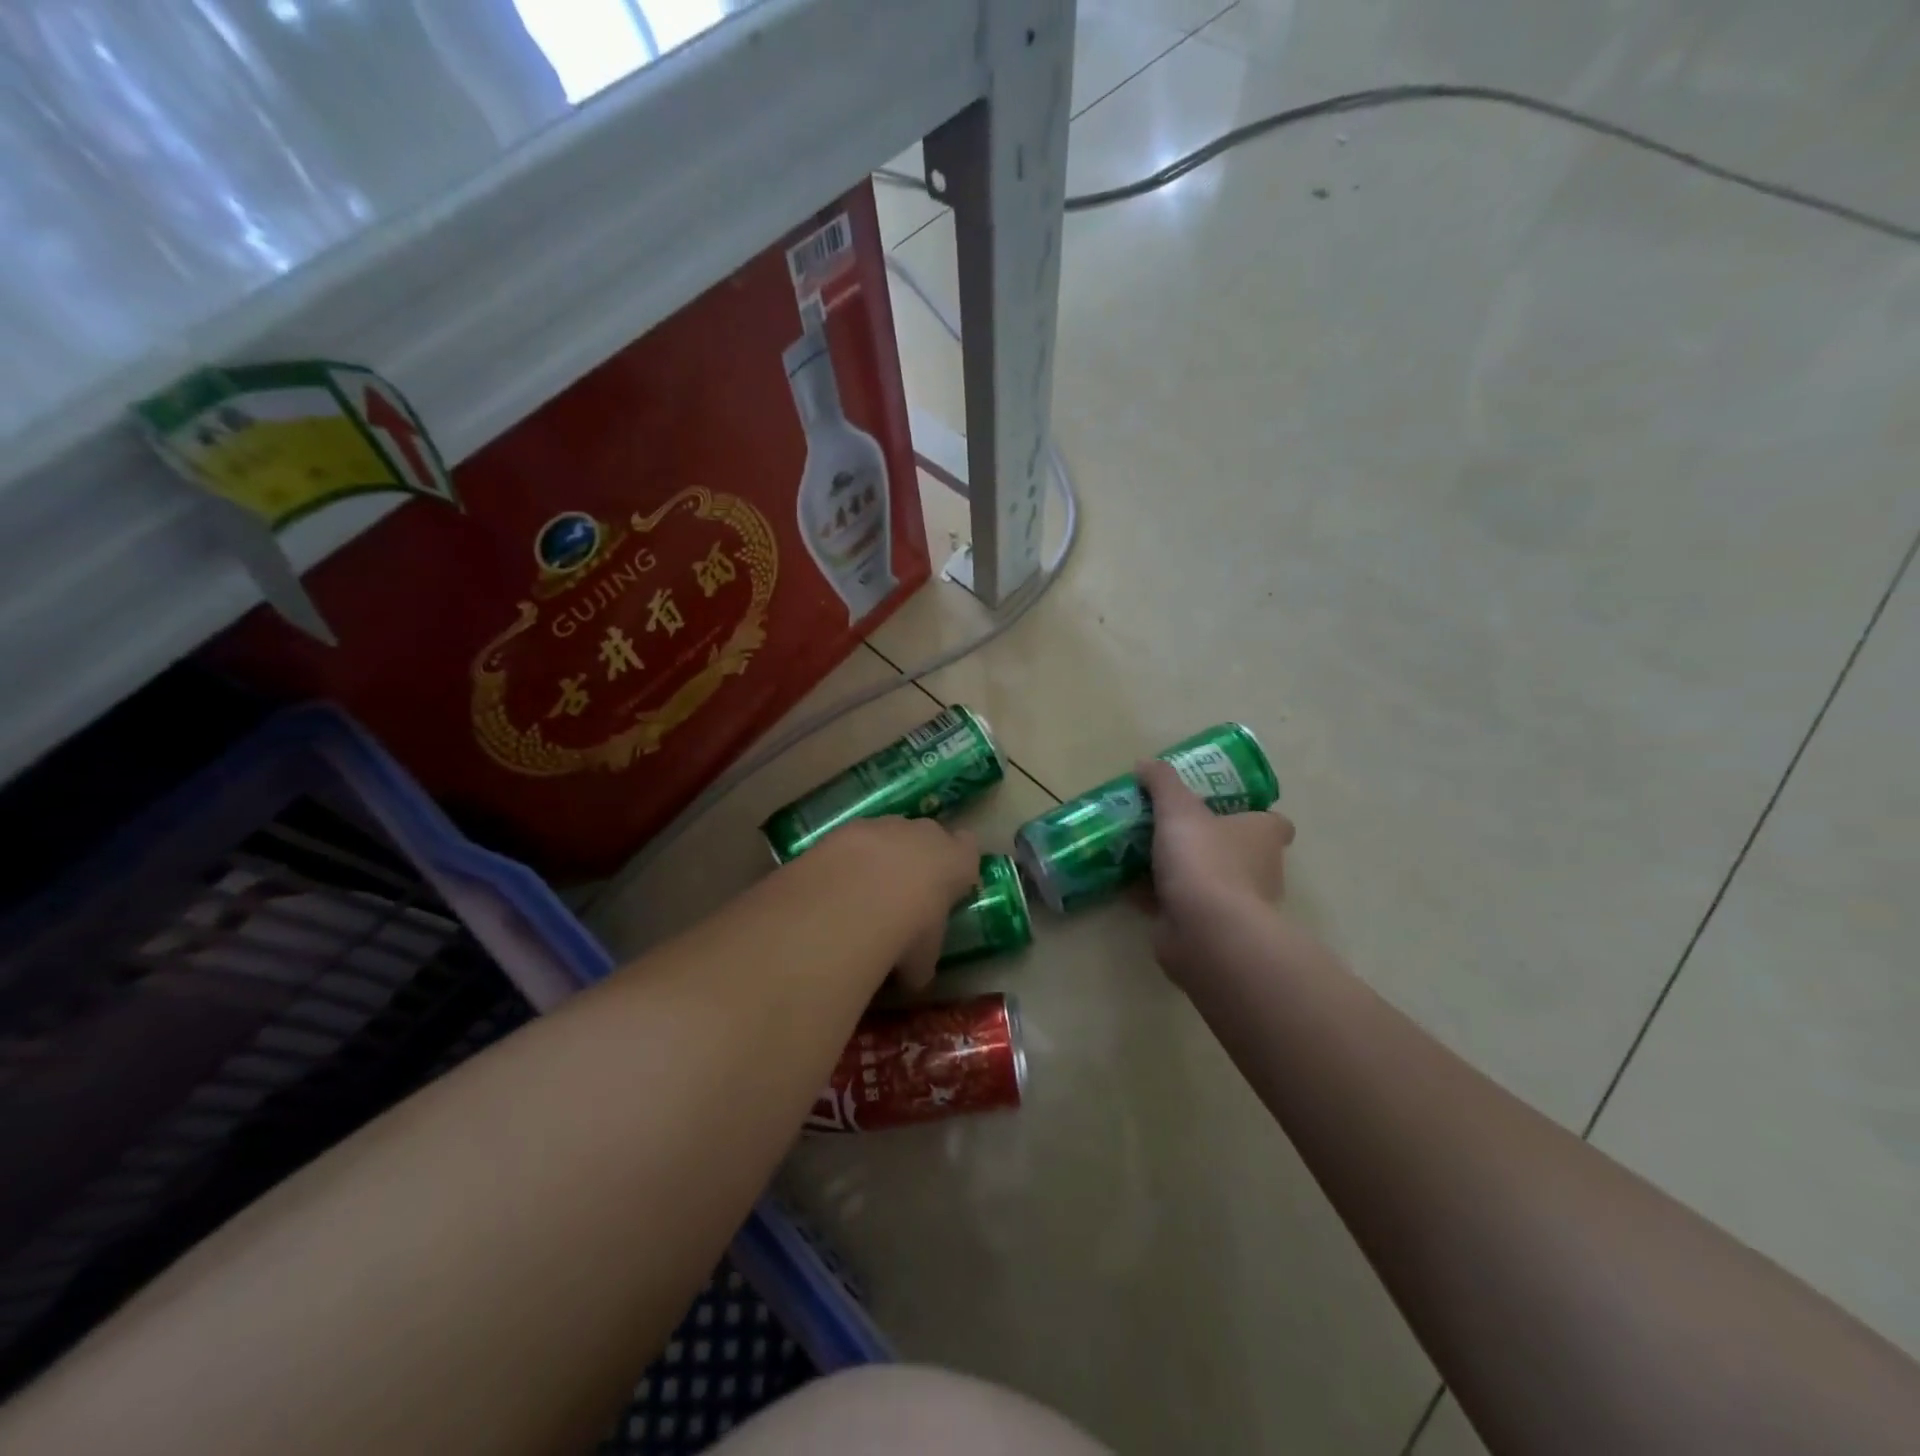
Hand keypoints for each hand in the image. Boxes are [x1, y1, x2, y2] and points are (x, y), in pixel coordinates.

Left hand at [819, 816, 978, 991]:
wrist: (855, 899)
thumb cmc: (909, 930)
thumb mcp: (923, 960)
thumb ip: (921, 961)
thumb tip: (913, 978)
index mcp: (956, 861)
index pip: (968, 849)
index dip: (956, 865)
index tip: (947, 884)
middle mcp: (925, 833)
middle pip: (927, 836)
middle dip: (917, 857)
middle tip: (904, 892)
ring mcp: (884, 825)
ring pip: (888, 834)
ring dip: (880, 856)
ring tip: (862, 891)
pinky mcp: (847, 828)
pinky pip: (852, 841)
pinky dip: (846, 859)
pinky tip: (834, 885)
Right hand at [1137, 759, 1293, 980]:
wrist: (1207, 933)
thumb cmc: (1205, 861)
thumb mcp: (1179, 809)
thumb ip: (1162, 783)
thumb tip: (1145, 762)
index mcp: (1263, 837)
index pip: (1272, 822)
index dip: (1251, 813)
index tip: (1219, 807)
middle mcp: (1259, 870)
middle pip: (1236, 850)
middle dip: (1206, 842)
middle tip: (1168, 827)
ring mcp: (1236, 905)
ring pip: (1207, 880)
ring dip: (1180, 872)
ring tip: (1140, 854)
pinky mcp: (1210, 930)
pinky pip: (1182, 906)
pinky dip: (1159, 898)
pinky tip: (1127, 886)